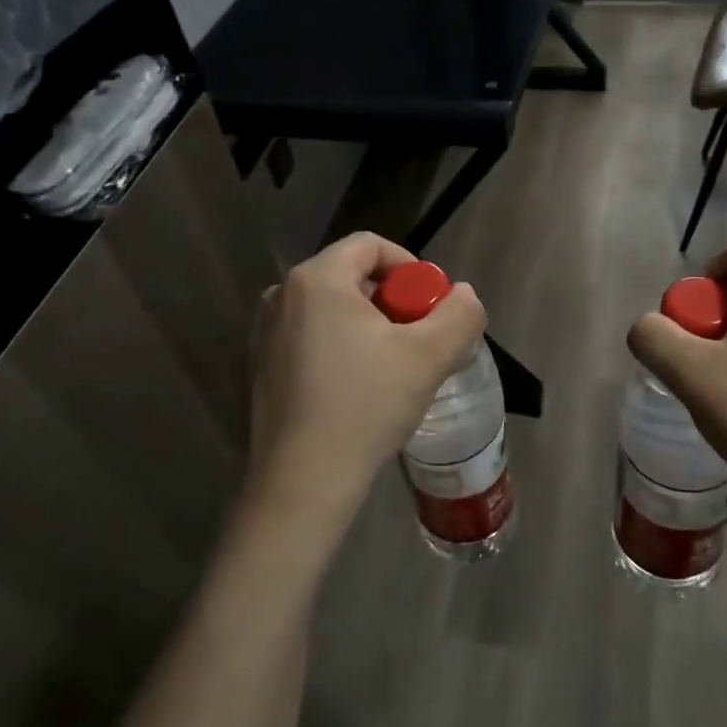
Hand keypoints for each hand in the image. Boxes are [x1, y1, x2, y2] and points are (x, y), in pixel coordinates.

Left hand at [247, 233, 486, 547]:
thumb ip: (460, 314)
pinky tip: (359, 389)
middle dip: (393, 301)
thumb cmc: (365, 406)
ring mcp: (266, 332)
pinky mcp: (262, 365)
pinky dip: (342, 347)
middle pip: (351, 276)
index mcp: (316, 279)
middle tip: (418, 340)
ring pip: (332, 309)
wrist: (303, 481)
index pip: (371, 245)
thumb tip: (463, 295)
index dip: (410, 267)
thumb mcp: (429, 356)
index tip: (431, 306)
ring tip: (394, 367)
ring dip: (369, 326)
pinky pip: (312, 336)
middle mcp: (282, 294)